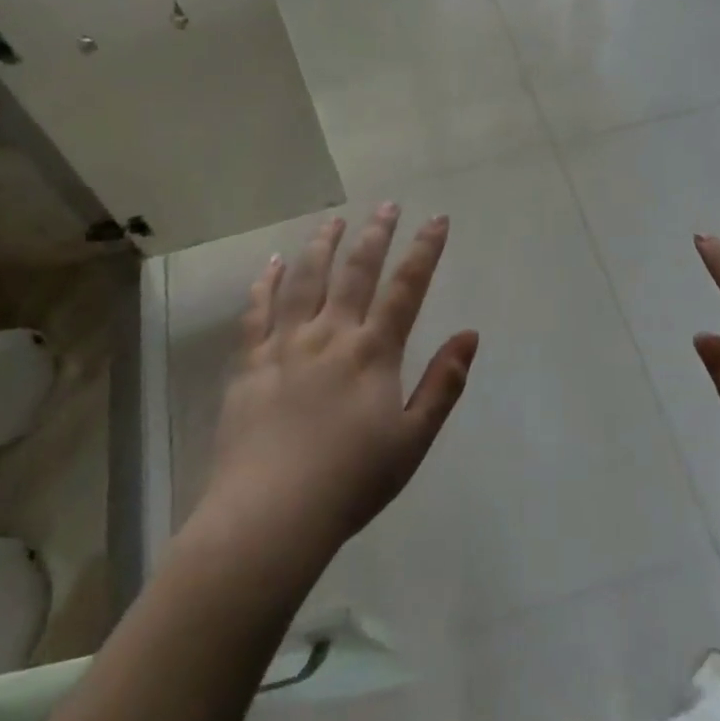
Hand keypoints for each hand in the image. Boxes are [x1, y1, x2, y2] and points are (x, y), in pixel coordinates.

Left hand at [200, 205, 479, 564]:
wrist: (269, 515)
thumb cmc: (350, 482)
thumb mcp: (413, 440)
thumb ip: (443, 384)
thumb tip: (470, 334)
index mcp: (373, 352)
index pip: (406, 288)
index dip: (425, 250)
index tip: (437, 219)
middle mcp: (331, 334)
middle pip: (356, 271)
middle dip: (376, 234)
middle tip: (387, 205)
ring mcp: (285, 344)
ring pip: (305, 279)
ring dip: (322, 244)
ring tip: (334, 220)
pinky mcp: (249, 362)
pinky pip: (256, 310)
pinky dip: (264, 282)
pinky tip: (271, 263)